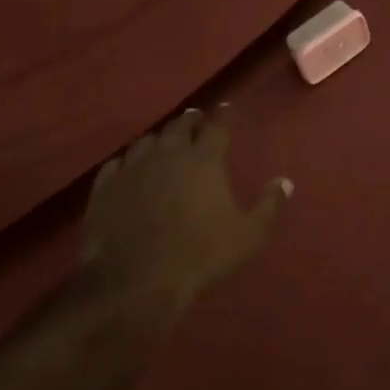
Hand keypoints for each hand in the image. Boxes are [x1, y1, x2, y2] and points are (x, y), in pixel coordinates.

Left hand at [81, 105, 289, 310]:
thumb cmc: (201, 255)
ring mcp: (133, 168)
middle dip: (190, 119)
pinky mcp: (105, 188)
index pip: (217, 126)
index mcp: (205, 159)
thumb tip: (284, 181)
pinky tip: (128, 166)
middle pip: (180, 125)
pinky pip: (116, 163)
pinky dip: (127, 160)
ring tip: (164, 140)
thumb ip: (269, 205)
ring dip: (159, 137)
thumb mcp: (249, 236)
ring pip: (147, 140)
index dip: (223, 115)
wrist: (136, 282)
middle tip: (195, 119)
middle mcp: (169, 153)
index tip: (225, 107)